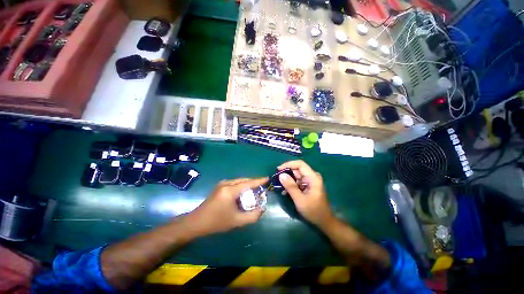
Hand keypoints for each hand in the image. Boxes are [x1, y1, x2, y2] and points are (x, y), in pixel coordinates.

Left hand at [188, 177, 268, 235]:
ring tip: (255, 190)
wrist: (196, 222)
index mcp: (230, 190)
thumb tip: (262, 209)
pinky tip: (244, 193)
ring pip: (239, 181)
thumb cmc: (216, 222)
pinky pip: (234, 183)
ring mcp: (222, 184)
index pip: (248, 183)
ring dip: (247, 184)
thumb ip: (252, 216)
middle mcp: (226, 183)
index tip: (267, 178)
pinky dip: (241, 186)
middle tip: (262, 187)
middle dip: (253, 182)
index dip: (259, 180)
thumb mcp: (236, 221)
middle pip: (244, 180)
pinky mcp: (219, 187)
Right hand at [278, 160, 332, 226]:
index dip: (288, 164)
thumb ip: (290, 186)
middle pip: (297, 169)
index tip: (278, 169)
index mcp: (313, 177)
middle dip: (286, 173)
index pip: (300, 164)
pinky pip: (298, 181)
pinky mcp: (308, 186)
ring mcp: (310, 181)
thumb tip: (281, 175)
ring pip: (296, 175)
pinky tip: (284, 191)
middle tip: (276, 179)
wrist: (324, 221)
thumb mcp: (299, 199)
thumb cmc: (313, 211)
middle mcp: (312, 176)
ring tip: (279, 186)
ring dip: (288, 180)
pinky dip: (291, 185)